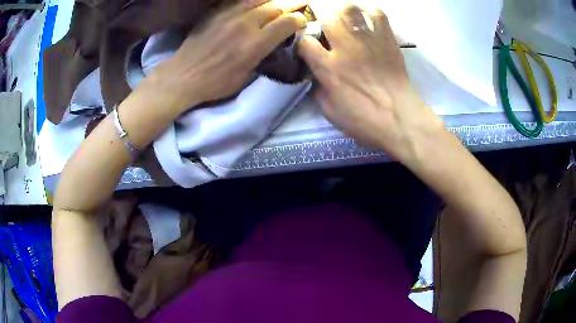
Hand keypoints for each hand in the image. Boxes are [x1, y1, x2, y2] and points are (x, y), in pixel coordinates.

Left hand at [147, 0, 307, 109]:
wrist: (183, 76)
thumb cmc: (215, 83)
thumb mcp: (245, 77)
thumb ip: (262, 57)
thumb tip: (273, 44)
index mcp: (255, 44)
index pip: (287, 22)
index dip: (299, 20)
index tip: (301, 22)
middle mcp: (245, 24)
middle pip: (276, 6)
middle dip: (291, 6)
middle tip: (297, 7)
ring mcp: (229, 15)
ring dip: (272, 0)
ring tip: (278, 3)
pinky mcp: (217, 12)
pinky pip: (239, 0)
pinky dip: (252, 0)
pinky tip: (256, 3)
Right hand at [298, 5, 444, 161]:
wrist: (400, 118)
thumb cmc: (365, 120)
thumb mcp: (331, 113)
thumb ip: (319, 91)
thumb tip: (317, 78)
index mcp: (328, 67)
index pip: (305, 42)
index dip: (303, 44)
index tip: (309, 50)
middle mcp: (345, 47)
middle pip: (326, 19)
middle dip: (324, 25)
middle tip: (330, 36)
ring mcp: (367, 40)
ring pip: (349, 9)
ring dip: (344, 15)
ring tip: (348, 24)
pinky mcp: (387, 39)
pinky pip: (377, 14)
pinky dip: (371, 15)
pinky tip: (369, 24)